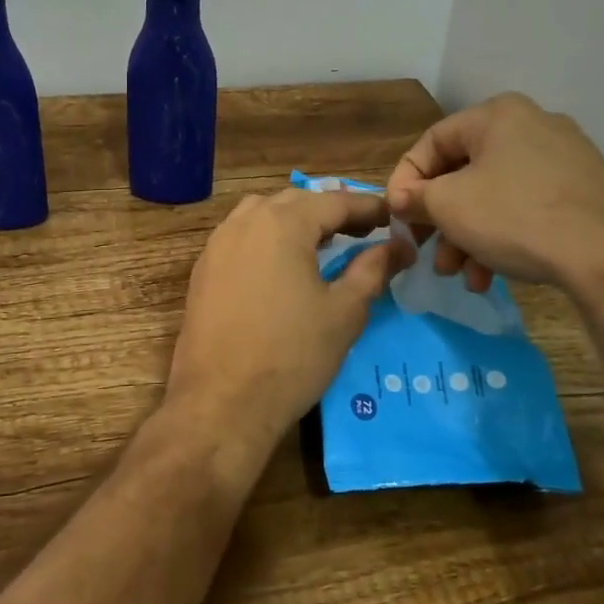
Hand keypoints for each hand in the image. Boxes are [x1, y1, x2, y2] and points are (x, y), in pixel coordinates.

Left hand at [165, 188, 410, 461]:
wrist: (221, 403)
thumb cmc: (292, 355)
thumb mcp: (344, 312)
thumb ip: (372, 269)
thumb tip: (400, 246)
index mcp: (282, 223)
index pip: (335, 200)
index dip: (369, 207)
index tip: (394, 218)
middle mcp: (245, 222)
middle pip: (296, 200)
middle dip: (332, 210)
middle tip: (364, 231)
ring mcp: (217, 245)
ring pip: (262, 213)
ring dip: (296, 220)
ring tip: (323, 244)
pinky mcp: (203, 270)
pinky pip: (241, 236)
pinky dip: (268, 237)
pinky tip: (282, 265)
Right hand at [384, 93, 603, 297]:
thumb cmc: (516, 216)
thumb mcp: (448, 206)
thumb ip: (415, 198)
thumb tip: (403, 200)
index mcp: (497, 115)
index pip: (431, 142)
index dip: (405, 181)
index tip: (396, 217)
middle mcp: (532, 126)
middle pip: (464, 173)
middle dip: (440, 220)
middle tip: (428, 253)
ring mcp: (563, 159)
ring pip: (494, 196)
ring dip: (468, 237)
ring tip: (460, 276)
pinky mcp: (583, 193)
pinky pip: (526, 208)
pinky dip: (502, 238)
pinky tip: (491, 276)